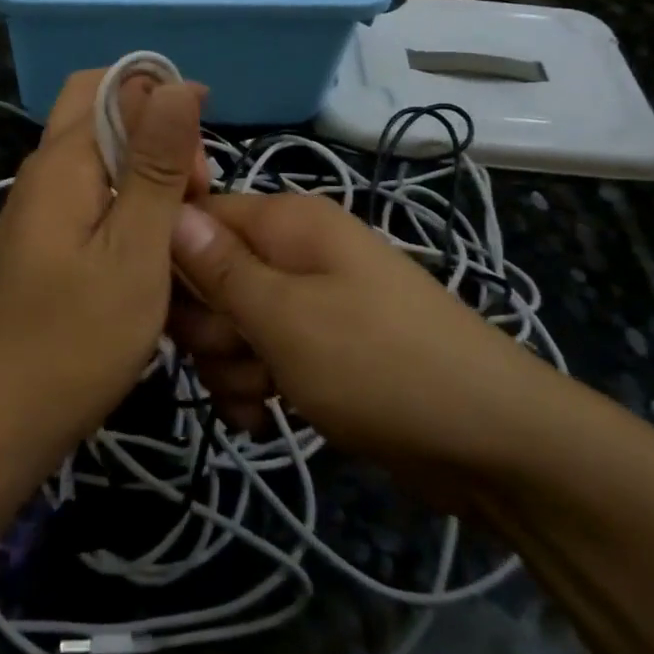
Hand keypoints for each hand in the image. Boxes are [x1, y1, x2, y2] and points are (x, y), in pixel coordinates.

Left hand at [0, 69, 206, 452]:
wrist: (4, 417)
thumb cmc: (78, 336)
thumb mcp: (135, 247)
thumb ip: (155, 163)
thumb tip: (173, 83)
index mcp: (63, 159)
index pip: (115, 85)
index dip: (164, 104)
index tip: (200, 164)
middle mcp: (45, 170)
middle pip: (102, 112)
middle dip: (156, 131)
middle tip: (192, 189)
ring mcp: (41, 206)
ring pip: (101, 154)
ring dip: (147, 170)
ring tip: (181, 223)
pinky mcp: (46, 239)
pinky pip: (93, 193)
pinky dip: (130, 201)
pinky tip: (153, 245)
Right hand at [168, 193, 550, 467]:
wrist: (490, 442)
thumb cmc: (379, 364)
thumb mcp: (287, 316)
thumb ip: (220, 269)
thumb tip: (170, 211)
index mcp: (289, 223)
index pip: (199, 217)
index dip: (174, 262)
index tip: (163, 309)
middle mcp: (296, 252)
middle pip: (210, 278)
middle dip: (210, 327)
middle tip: (238, 355)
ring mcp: (310, 303)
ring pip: (232, 327)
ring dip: (232, 367)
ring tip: (263, 395)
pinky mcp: (319, 350)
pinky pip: (261, 359)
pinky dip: (256, 389)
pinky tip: (266, 418)